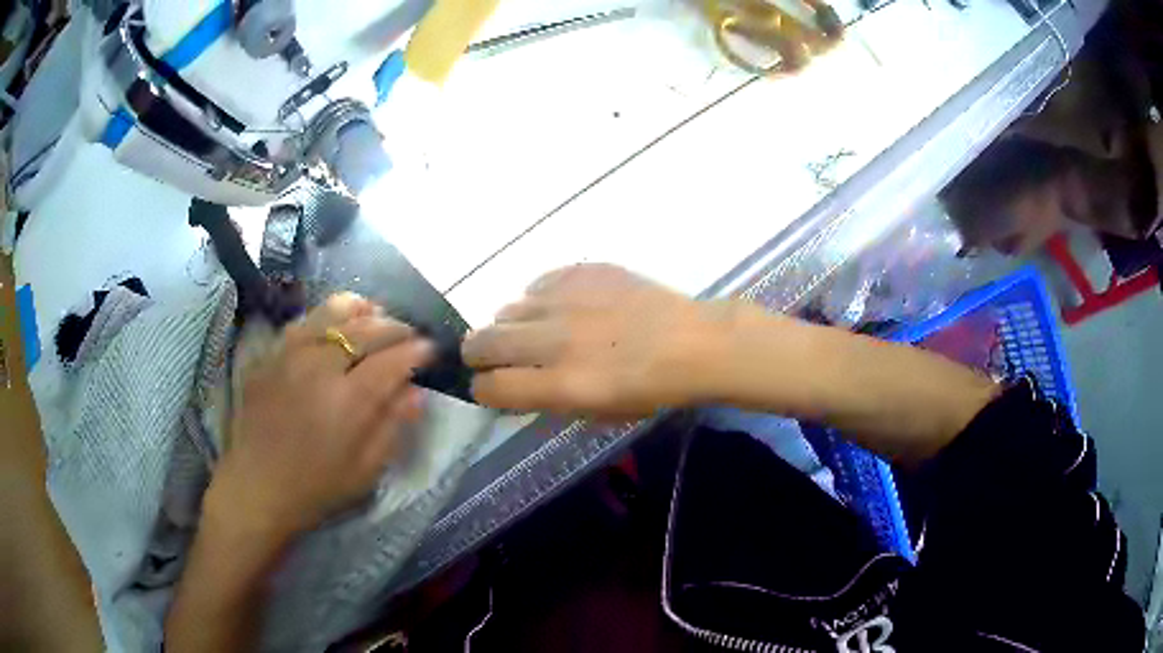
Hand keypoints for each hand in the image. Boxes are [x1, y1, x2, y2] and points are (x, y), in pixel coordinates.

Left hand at [208, 294, 434, 541]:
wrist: (256, 487)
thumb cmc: (316, 488)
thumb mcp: (365, 471)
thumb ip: (392, 427)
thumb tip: (416, 392)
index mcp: (347, 401)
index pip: (393, 360)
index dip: (418, 351)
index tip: (431, 350)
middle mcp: (319, 366)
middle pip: (367, 328)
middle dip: (396, 327)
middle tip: (409, 336)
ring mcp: (290, 354)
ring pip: (333, 311)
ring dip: (362, 310)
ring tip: (375, 315)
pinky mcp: (270, 354)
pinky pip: (304, 321)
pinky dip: (327, 316)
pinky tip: (335, 326)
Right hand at [462, 265, 731, 418]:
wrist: (695, 343)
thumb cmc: (653, 390)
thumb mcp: (598, 413)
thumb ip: (550, 401)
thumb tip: (516, 386)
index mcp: (561, 384)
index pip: (491, 386)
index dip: (482, 390)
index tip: (488, 387)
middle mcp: (554, 341)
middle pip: (484, 342)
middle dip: (477, 353)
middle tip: (488, 356)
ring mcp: (567, 301)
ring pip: (508, 308)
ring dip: (512, 325)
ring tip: (535, 329)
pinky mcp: (582, 272)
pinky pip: (540, 283)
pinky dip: (540, 298)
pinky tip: (561, 306)